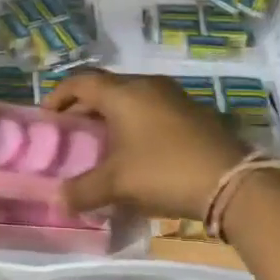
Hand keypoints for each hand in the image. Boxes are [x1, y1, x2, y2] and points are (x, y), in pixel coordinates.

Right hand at [41, 71, 248, 219]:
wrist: (232, 181)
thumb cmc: (164, 171)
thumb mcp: (117, 183)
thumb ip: (83, 189)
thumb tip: (59, 198)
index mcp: (123, 93)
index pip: (81, 81)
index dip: (59, 96)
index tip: (47, 117)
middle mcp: (147, 85)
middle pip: (106, 88)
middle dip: (85, 108)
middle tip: (71, 133)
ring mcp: (174, 97)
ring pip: (131, 98)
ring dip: (112, 116)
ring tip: (101, 143)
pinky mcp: (193, 112)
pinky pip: (152, 109)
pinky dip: (135, 123)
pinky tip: (136, 150)